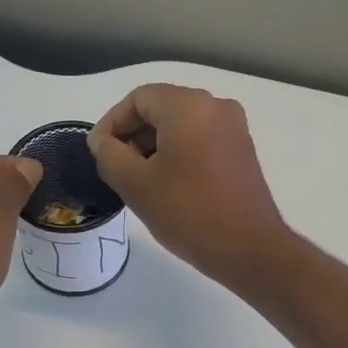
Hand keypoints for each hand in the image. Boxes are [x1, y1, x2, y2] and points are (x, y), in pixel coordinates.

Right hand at [89, 84, 292, 290]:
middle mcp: (215, 106)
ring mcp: (233, 129)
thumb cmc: (188, 213)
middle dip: (133, 137)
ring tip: (140, 184)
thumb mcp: (135, 185)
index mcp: (189, 106)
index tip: (99, 155)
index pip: (138, 99)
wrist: (248, 249)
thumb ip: (109, 155)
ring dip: (153, 148)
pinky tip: (167, 188)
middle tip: (117, 172)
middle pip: (160, 108)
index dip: (112, 124)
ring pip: (180, 126)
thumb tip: (102, 141)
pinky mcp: (241, 152)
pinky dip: (177, 156)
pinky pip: (199, 141)